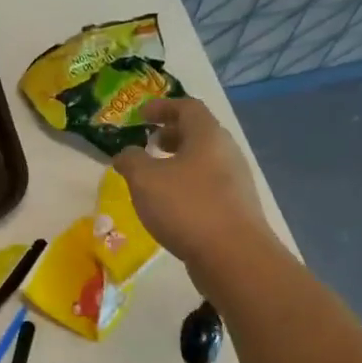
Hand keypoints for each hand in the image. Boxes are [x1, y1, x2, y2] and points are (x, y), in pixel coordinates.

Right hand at [111, 98, 266, 272]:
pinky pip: (207, 184)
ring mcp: (235, 181)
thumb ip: (130, 160)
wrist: (233, 255)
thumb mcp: (145, 179)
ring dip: (178, 161)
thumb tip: (126, 154)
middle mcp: (226, 152)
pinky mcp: (235, 207)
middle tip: (148, 143)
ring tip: (155, 176)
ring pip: (203, 161)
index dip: (162, 107)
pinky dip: (187, 184)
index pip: (187, 107)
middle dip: (171, 134)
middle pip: (199, 133)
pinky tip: (170, 204)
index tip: (141, 116)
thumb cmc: (186, 207)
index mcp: (208, 136)